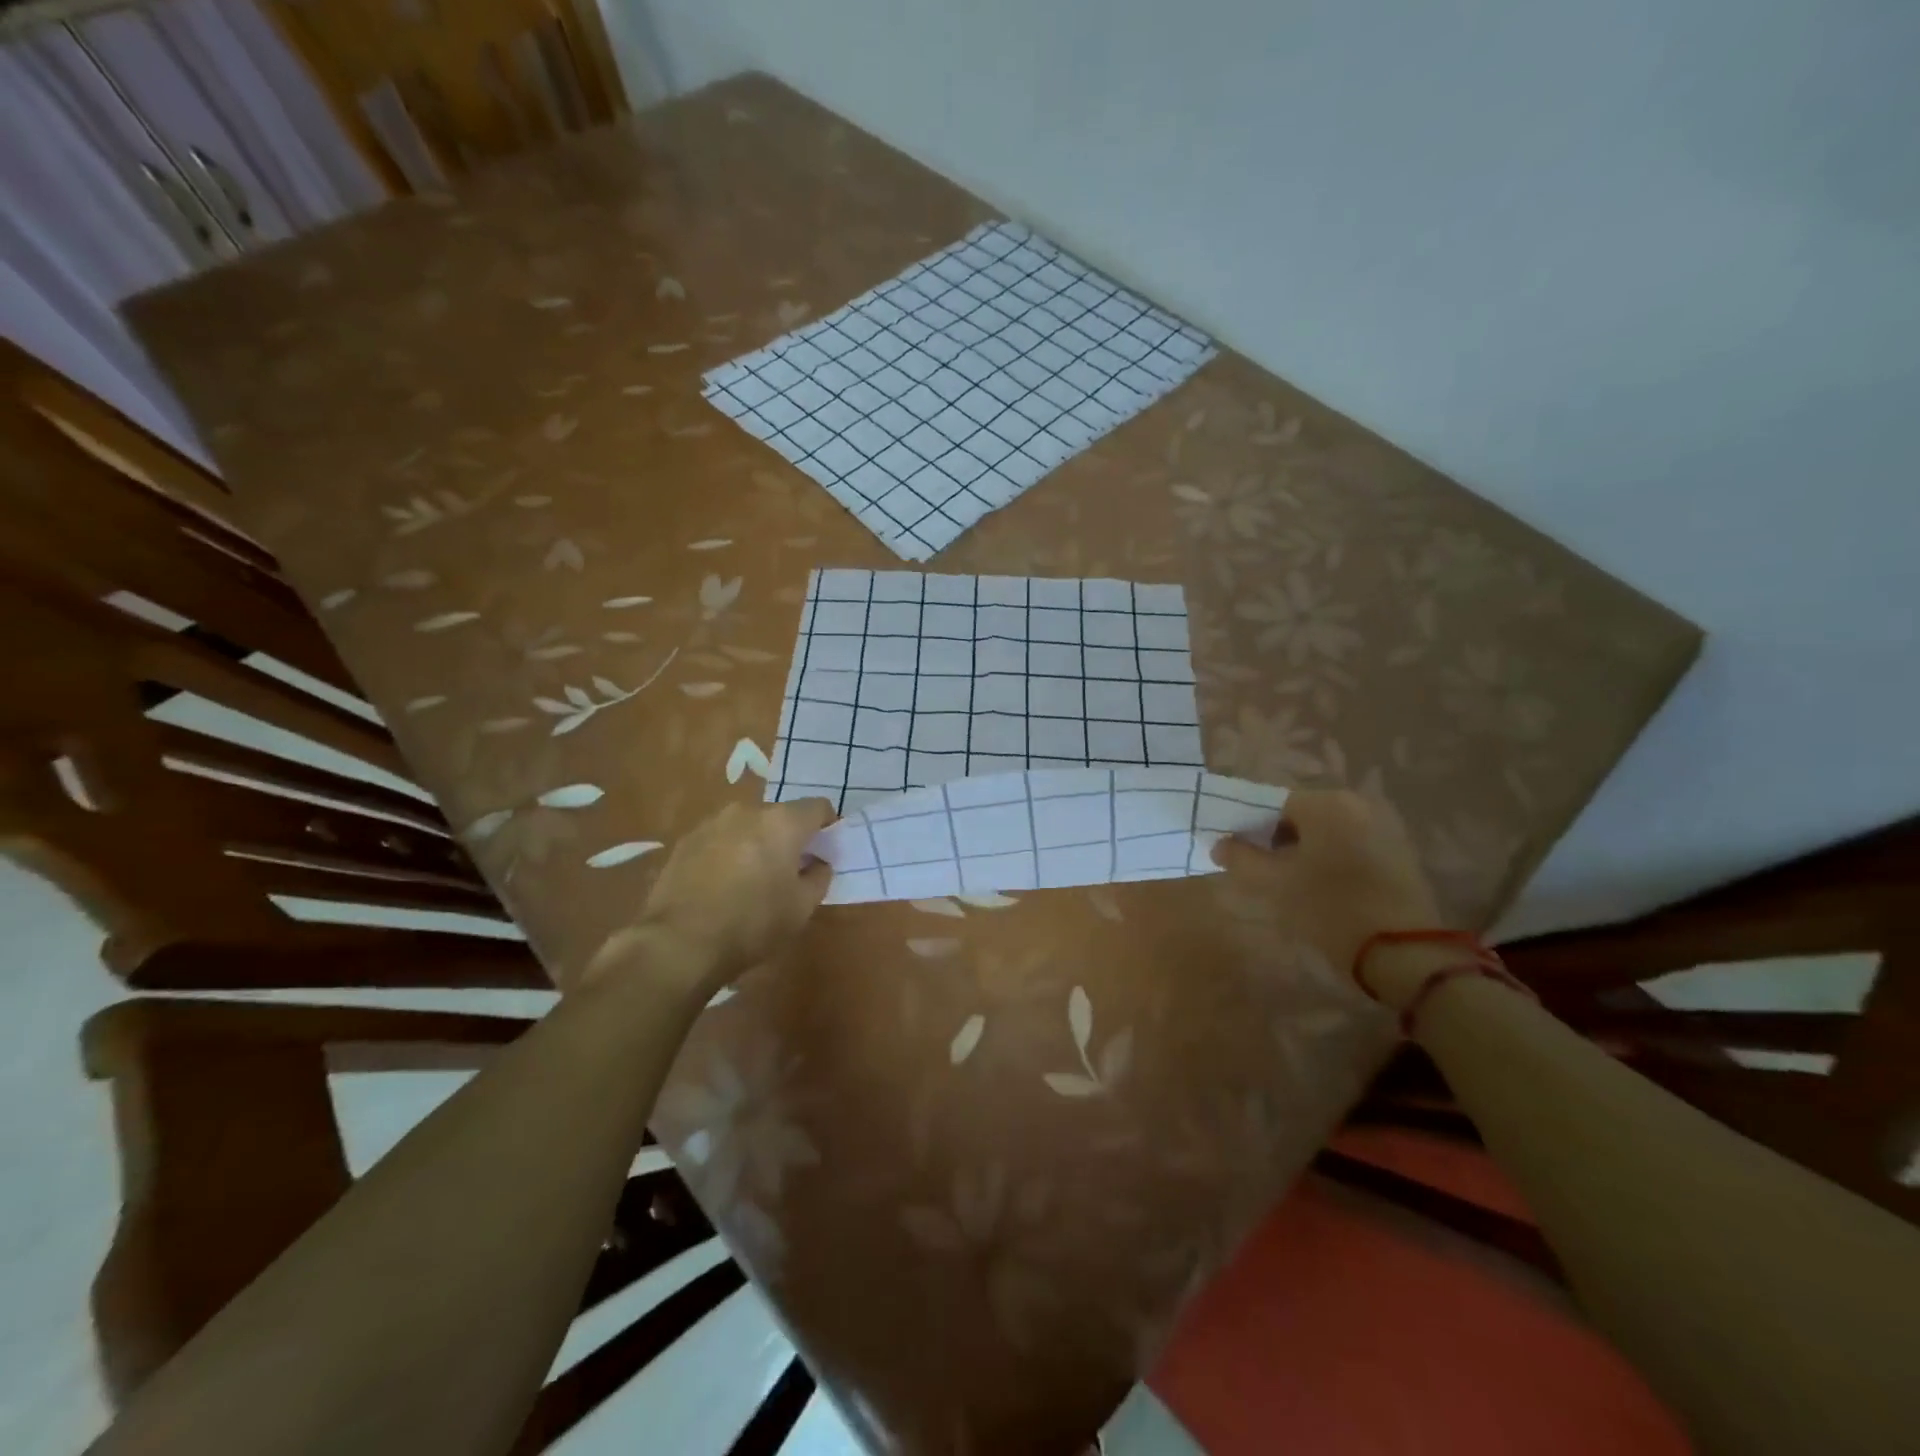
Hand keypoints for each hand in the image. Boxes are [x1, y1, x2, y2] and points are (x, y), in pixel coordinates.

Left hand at [588, 799, 834, 994]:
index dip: (827, 826)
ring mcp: (711, 823)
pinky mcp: (684, 841)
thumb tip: (818, 863)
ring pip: (746, 826)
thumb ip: (819, 877)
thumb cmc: (752, 924)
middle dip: (789, 837)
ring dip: (755, 844)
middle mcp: (747, 811)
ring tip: (751, 879)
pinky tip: (721, 886)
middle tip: (789, 871)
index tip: (825, 851)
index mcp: (782, 822)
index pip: (818, 807)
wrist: (678, 943)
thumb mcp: (802, 908)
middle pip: (780, 816)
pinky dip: (727, 854)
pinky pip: (719, 840)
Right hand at [1212, 789, 1445, 1001]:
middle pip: (1301, 816)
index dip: (1249, 828)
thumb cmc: (1330, 909)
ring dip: (1303, 851)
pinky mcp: (1400, 855)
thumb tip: (1221, 844)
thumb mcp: (1274, 884)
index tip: (1237, 855)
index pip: (1272, 803)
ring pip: (1326, 833)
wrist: (1405, 954)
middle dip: (1276, 840)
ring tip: (1288, 884)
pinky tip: (1321, 890)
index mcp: (1326, 803)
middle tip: (1260, 872)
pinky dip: (1330, 860)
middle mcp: (1358, 805)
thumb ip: (1241, 857)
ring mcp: (1384, 828)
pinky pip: (1351, 846)